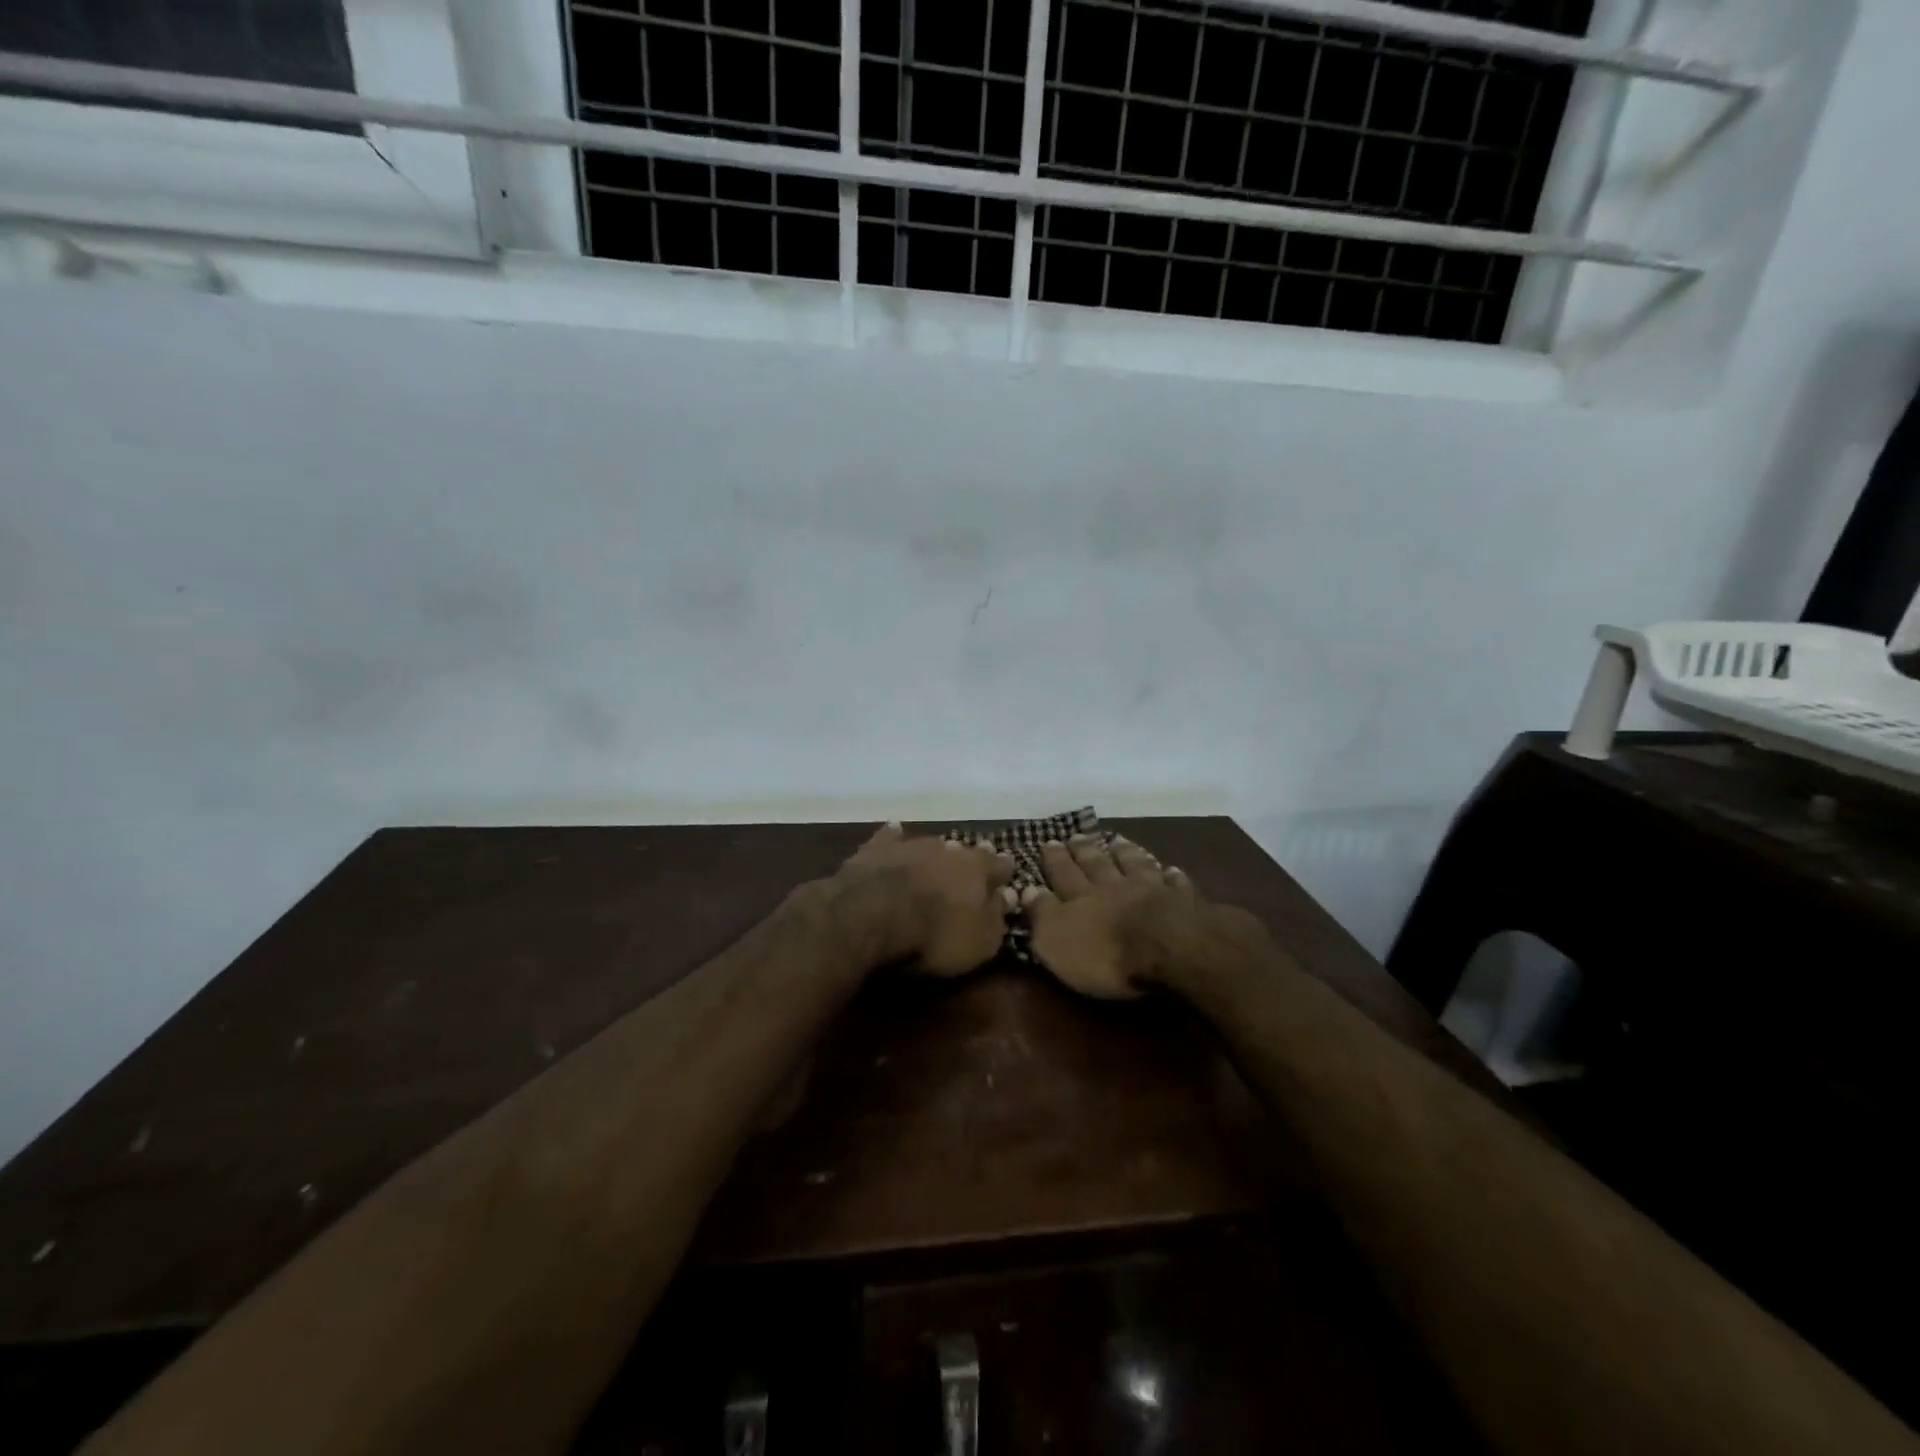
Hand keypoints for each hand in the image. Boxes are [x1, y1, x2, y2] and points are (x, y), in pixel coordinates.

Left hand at [827, 823, 1014, 976]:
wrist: (871, 916)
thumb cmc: (934, 935)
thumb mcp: (979, 941)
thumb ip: (997, 917)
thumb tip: (1009, 896)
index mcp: (978, 869)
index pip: (1000, 865)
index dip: (1004, 871)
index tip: (1007, 874)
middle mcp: (947, 849)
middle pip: (964, 851)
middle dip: (970, 858)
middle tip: (973, 863)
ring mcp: (910, 846)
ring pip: (931, 844)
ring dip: (936, 852)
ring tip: (939, 855)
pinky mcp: (875, 850)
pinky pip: (889, 839)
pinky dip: (893, 838)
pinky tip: (894, 831)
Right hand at [1024, 834, 1196, 998]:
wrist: (1167, 948)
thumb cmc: (1105, 954)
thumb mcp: (1056, 941)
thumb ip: (1042, 914)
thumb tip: (1026, 889)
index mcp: (1080, 897)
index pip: (1063, 874)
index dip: (1055, 859)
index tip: (1048, 841)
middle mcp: (1112, 886)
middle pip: (1096, 864)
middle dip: (1083, 850)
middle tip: (1076, 835)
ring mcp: (1149, 889)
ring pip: (1134, 864)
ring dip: (1124, 852)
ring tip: (1117, 840)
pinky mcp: (1181, 901)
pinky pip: (1174, 883)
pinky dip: (1169, 875)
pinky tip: (1169, 869)